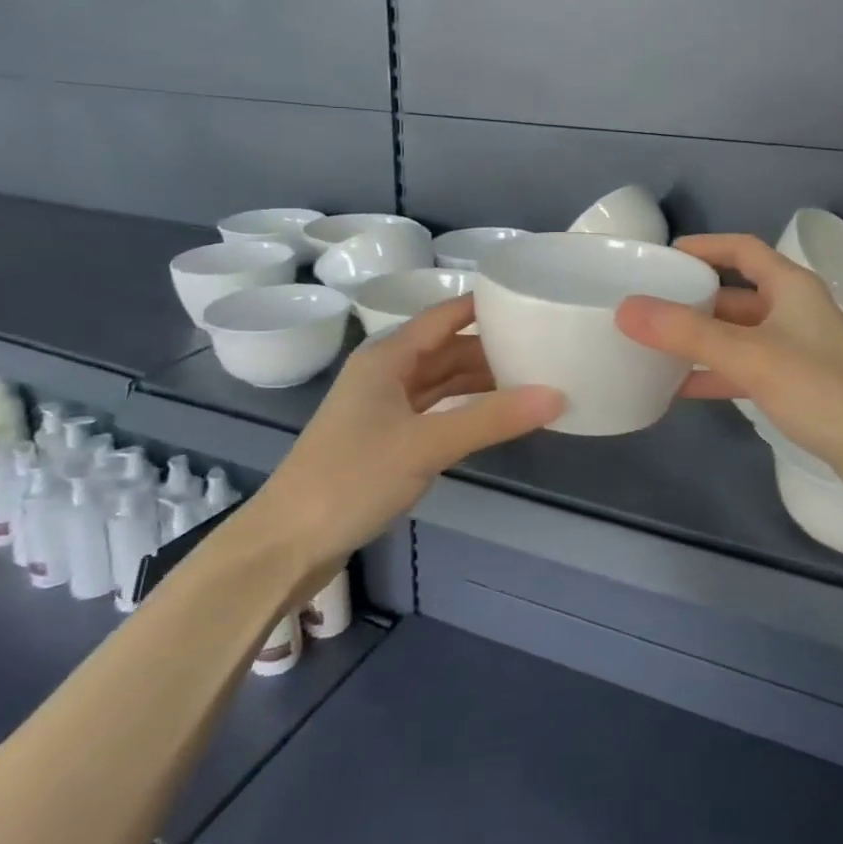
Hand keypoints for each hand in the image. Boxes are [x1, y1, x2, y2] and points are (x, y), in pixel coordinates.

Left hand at [262, 296, 560, 565]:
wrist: (286, 543)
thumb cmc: (351, 478)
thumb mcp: (426, 444)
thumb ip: (491, 419)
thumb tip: (556, 395)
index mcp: (388, 357)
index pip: (445, 316)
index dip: (483, 305)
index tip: (529, 299)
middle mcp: (385, 373)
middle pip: (446, 349)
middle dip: (490, 348)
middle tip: (542, 348)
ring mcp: (382, 408)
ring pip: (440, 381)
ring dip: (479, 381)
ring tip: (529, 380)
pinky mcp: (383, 440)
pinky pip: (433, 411)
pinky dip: (463, 410)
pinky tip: (492, 417)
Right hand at [615, 234, 842, 486]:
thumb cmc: (820, 389)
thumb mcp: (749, 356)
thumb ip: (687, 333)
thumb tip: (627, 308)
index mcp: (790, 286)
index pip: (741, 249)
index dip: (703, 247)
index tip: (663, 256)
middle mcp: (793, 309)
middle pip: (734, 294)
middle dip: (692, 299)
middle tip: (647, 305)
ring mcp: (795, 347)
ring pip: (736, 333)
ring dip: (700, 338)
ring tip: (654, 345)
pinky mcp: (795, 382)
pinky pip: (744, 366)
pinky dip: (715, 371)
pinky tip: (681, 386)